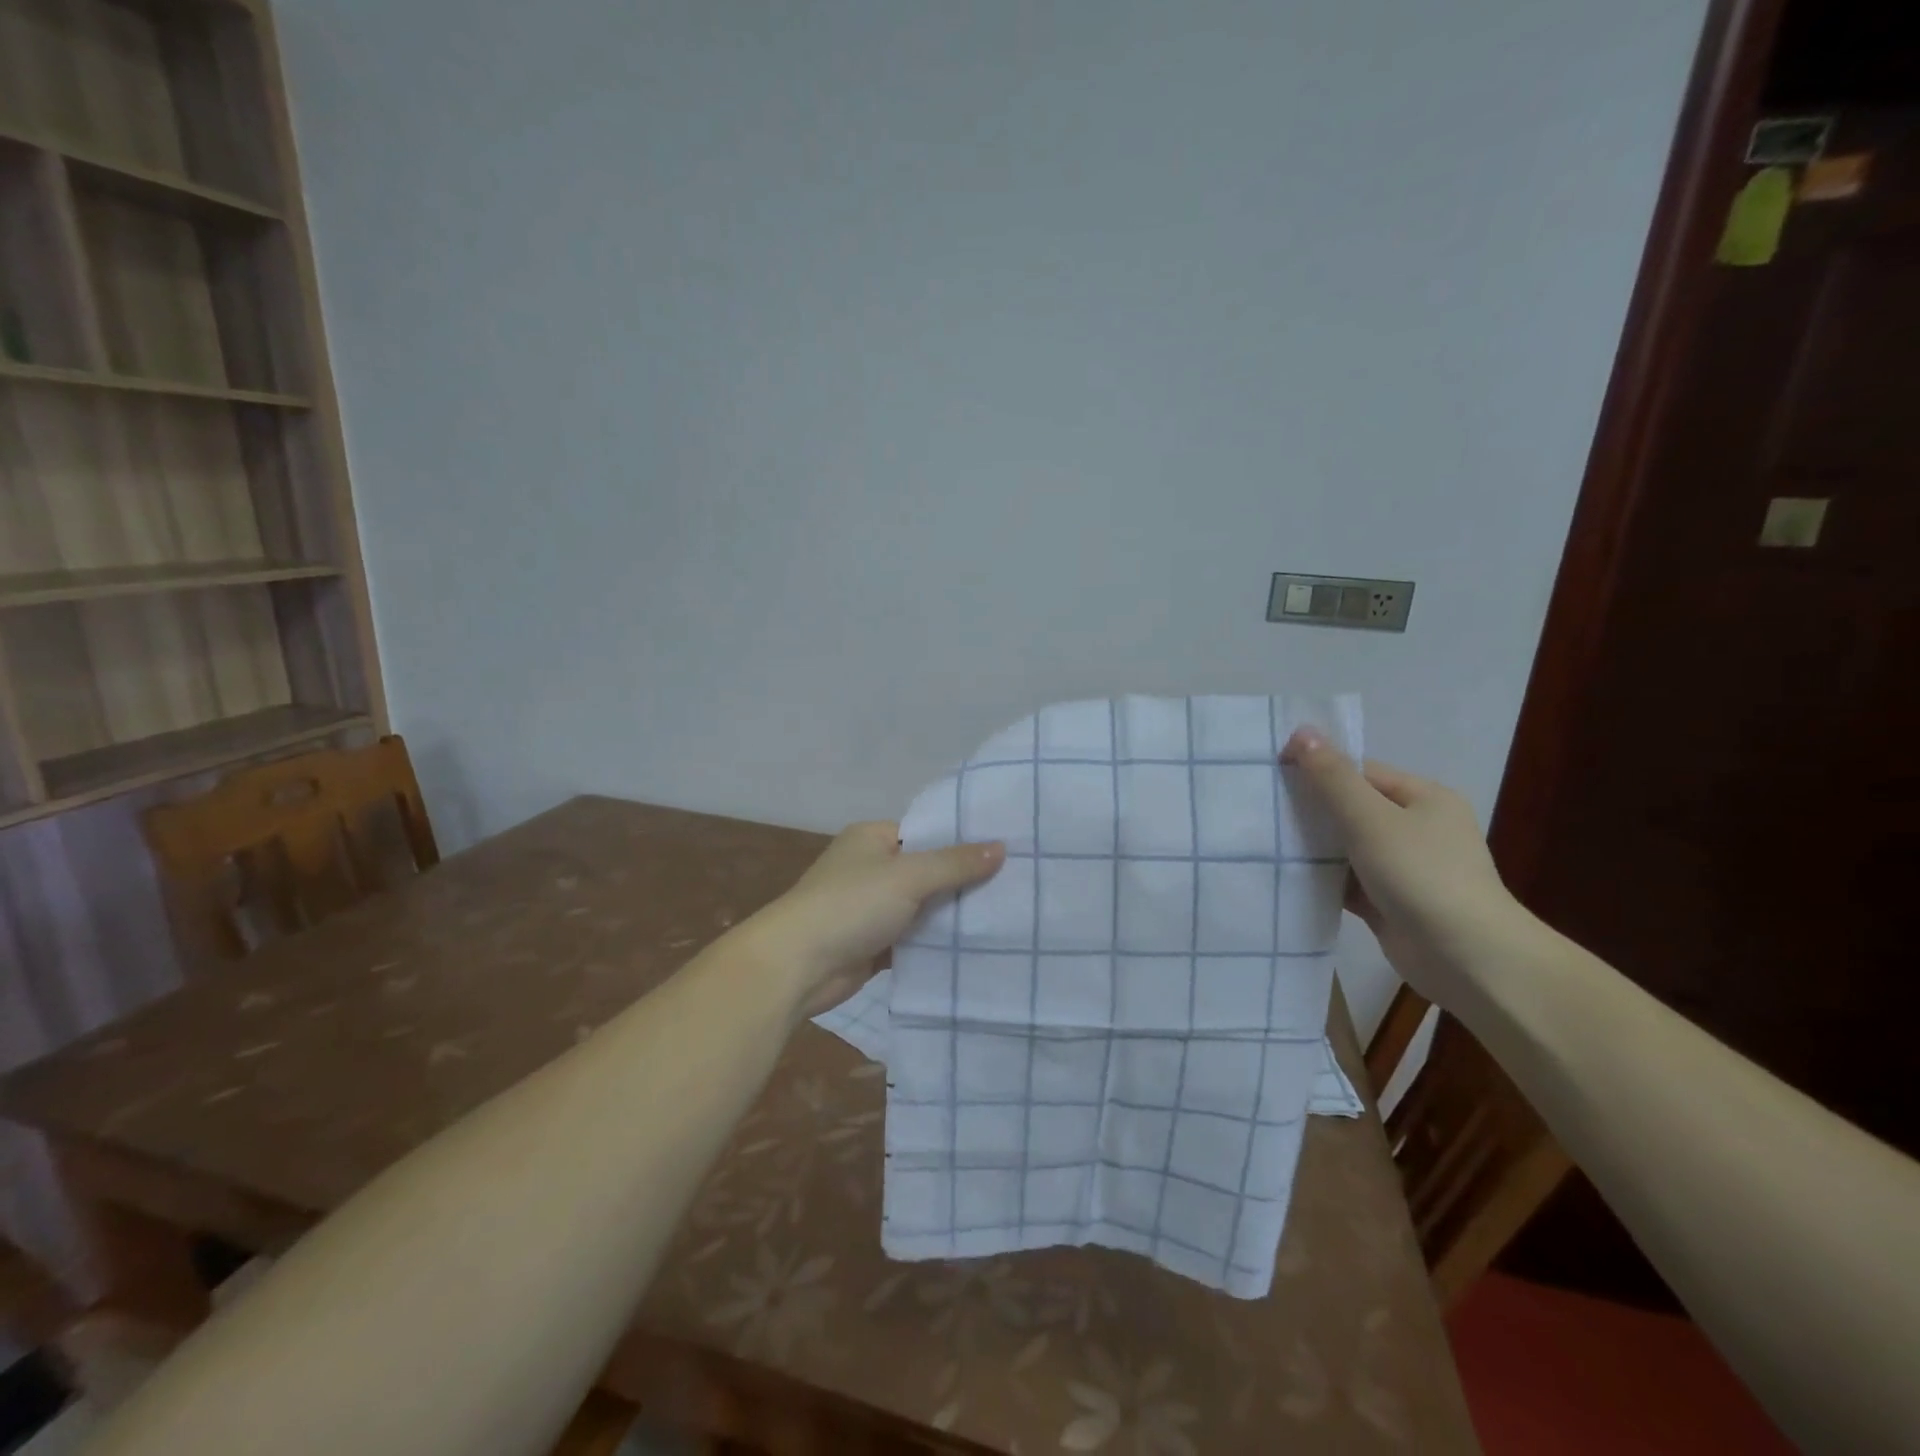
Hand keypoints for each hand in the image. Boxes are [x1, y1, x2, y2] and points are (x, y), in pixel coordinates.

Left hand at [739, 822, 1005, 1018]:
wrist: (796, 966)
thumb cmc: (850, 906)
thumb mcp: (908, 876)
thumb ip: (955, 863)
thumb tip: (1001, 847)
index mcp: (872, 838)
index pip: (925, 832)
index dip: (962, 841)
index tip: (1005, 850)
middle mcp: (870, 868)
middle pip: (926, 870)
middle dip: (962, 881)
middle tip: (1014, 885)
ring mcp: (869, 908)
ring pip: (921, 907)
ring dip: (950, 915)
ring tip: (1004, 915)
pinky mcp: (871, 943)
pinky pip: (912, 938)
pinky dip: (934, 943)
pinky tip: (972, 946)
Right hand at [1281, 728, 1525, 1001]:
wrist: (1467, 958)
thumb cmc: (1421, 875)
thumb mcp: (1370, 818)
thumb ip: (1332, 777)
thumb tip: (1302, 731)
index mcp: (1424, 798)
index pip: (1361, 772)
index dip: (1318, 770)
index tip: (1273, 776)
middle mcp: (1418, 828)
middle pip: (1352, 808)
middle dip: (1311, 810)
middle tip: (1264, 809)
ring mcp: (1405, 868)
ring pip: (1347, 846)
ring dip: (1314, 847)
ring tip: (1266, 842)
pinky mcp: (1390, 903)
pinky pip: (1348, 881)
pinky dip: (1323, 879)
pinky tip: (1287, 877)